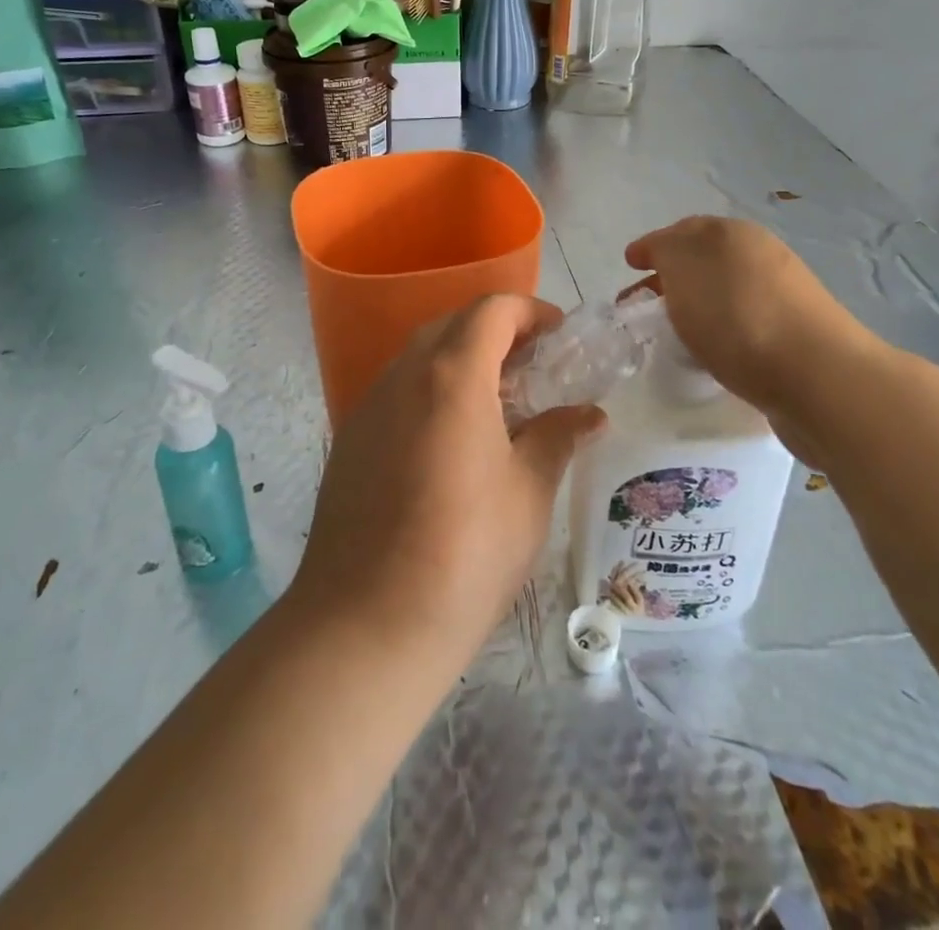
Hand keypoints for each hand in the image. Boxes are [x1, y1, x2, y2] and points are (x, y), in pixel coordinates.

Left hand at [291, 295, 605, 661]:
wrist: (364, 626)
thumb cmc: (464, 554)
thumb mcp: (528, 494)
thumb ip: (557, 438)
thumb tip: (590, 414)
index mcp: (451, 376)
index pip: (491, 311)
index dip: (530, 311)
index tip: (559, 336)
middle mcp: (402, 377)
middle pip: (452, 326)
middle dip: (497, 332)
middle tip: (534, 368)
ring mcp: (368, 408)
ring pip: (419, 358)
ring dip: (461, 361)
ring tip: (498, 404)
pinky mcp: (349, 441)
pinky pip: (397, 393)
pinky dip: (431, 392)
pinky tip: (451, 442)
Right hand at [625, 216, 879, 419]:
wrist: (816, 376)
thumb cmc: (737, 316)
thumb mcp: (683, 268)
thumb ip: (665, 251)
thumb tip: (664, 255)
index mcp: (733, 233)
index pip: (682, 230)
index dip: (652, 246)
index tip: (630, 266)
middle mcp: (761, 255)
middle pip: (703, 261)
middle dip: (669, 278)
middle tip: (640, 306)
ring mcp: (783, 295)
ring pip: (723, 292)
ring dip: (694, 305)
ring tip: (671, 334)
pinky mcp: (795, 334)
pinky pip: (742, 323)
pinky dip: (718, 330)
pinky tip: (709, 353)